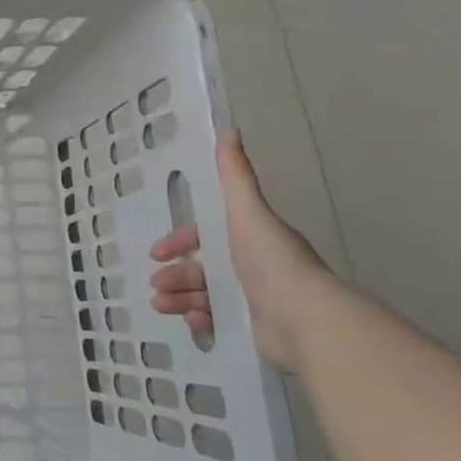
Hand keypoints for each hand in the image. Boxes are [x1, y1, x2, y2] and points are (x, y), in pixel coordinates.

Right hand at [147, 131, 330, 371]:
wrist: (304, 318)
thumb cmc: (272, 262)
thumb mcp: (248, 212)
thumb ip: (236, 177)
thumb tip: (230, 130)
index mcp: (250, 240)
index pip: (207, 237)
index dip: (181, 241)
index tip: (159, 252)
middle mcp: (253, 268)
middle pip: (203, 267)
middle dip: (175, 273)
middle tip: (156, 283)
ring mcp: (254, 301)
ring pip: (205, 295)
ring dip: (179, 297)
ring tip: (160, 305)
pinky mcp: (254, 330)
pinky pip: (219, 323)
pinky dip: (201, 322)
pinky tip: (193, 324)